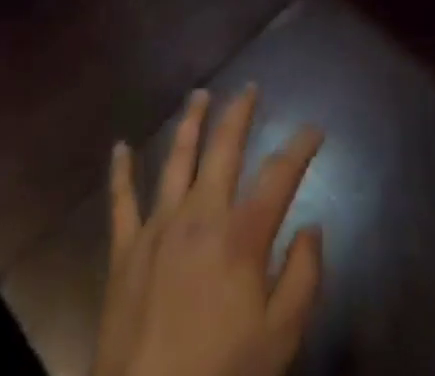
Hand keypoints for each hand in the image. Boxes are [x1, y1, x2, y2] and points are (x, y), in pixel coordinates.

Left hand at [94, 86, 324, 375]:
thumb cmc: (222, 373)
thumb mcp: (280, 339)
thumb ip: (302, 278)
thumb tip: (312, 228)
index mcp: (243, 234)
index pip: (280, 174)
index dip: (301, 147)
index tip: (315, 129)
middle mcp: (202, 214)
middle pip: (224, 148)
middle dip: (239, 113)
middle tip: (249, 88)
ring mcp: (160, 227)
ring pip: (177, 158)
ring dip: (190, 122)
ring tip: (199, 94)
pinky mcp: (126, 250)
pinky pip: (121, 201)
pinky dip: (120, 172)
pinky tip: (120, 147)